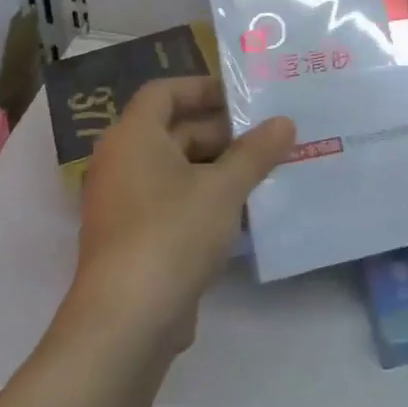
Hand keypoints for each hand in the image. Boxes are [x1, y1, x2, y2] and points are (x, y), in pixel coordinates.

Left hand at [66, 76, 293, 354]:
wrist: (128, 318)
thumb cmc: (173, 233)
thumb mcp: (224, 188)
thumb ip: (256, 152)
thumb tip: (285, 122)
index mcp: (134, 137)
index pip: (164, 92)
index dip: (203, 87)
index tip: (245, 96)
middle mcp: (122, 163)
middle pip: (174, 131)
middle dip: (223, 132)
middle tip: (270, 136)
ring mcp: (126, 203)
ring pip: (177, 170)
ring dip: (220, 168)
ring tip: (268, 171)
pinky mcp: (135, 238)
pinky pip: (174, 202)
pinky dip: (206, 199)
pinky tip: (246, 212)